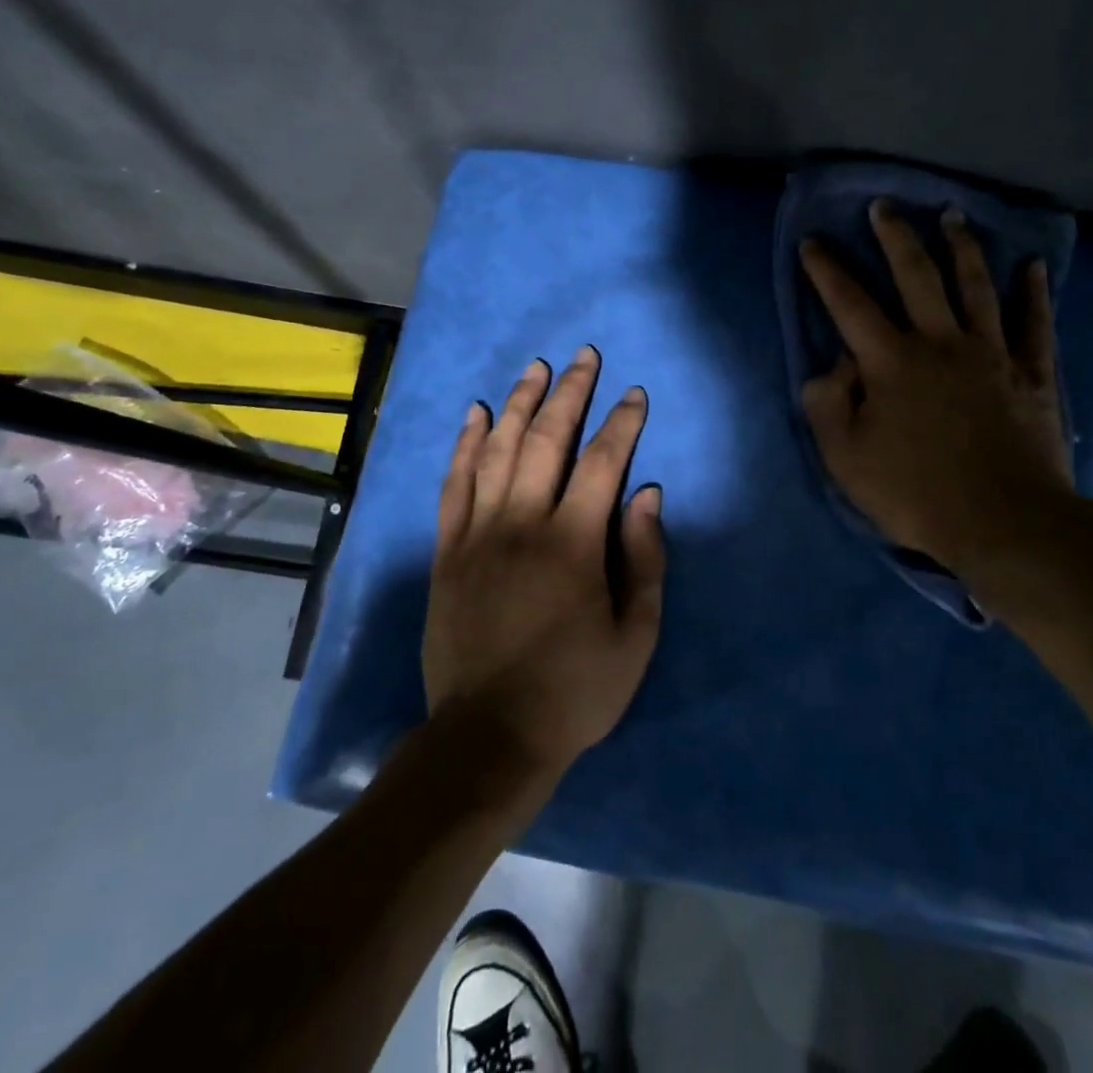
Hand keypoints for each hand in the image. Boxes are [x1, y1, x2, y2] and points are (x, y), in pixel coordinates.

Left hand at [423, 347, 664, 784]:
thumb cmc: (573, 691)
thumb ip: (644, 560)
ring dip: (518, 403)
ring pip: (496, 450)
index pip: (602, 462)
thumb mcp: (634, 637)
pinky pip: (454, 483)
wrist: (488, 736)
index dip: (621, 422)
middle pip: (546, 440)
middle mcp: (521, 522)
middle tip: (583, 356)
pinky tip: (474, 413)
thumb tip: (646, 493)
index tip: (634, 393)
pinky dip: (464, 444)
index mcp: (572, 543)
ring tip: (535, 368)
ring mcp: (477, 533)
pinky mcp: (446, 550)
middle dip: (569, 392)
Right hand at [798, 201, 1074, 577]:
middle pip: (916, 276)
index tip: (812, 242)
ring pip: (975, 287)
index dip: (826, 270)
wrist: (1005, 524)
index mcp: (891, 362)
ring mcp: (991, 354)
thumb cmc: (916, 493)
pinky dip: (1033, 294)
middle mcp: (940, 343)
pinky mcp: (1032, 374)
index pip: (849, 303)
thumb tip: (832, 366)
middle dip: (895, 237)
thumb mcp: (846, 459)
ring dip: (961, 248)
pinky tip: (1032, 267)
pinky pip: (1034, 325)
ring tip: (952, 216)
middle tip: (884, 206)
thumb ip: (827, 405)